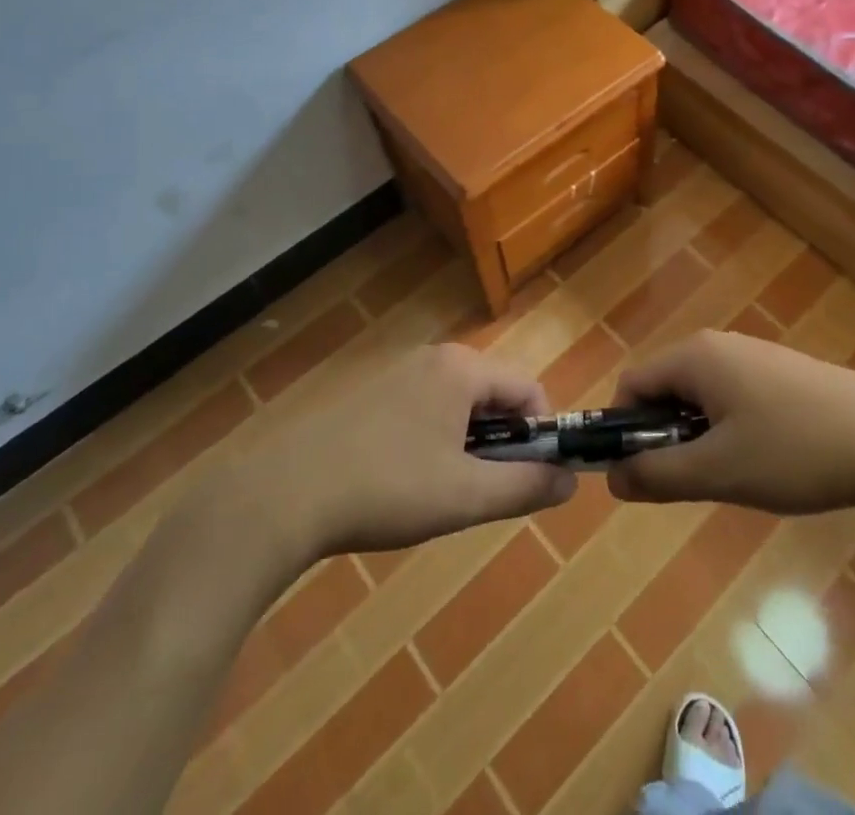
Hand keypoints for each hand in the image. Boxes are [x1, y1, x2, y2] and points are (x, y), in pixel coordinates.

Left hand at [244, 344, 575, 559]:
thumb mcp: (465, 496)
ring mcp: (400, 374)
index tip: (533, 479)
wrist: (284, 495)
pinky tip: (408, 483)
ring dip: (470, 446)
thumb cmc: (387, 489)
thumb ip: (525, 486)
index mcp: (463, 368)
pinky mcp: (373, 396)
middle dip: (504, 442)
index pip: (529, 389)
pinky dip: (437, 441)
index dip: (542, 435)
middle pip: (495, 394)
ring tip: (445, 493)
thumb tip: (570, 481)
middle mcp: (435, 358)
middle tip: (485, 492)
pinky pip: (427, 410)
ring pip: (460, 405)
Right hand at [607, 329, 854, 514]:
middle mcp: (719, 345)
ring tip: (734, 476)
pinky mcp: (781, 372)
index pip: (632, 385)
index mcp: (695, 357)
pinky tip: (766, 460)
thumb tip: (612, 479)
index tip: (640, 475)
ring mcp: (753, 355)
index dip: (623, 430)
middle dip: (664, 435)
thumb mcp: (718, 472)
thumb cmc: (793, 451)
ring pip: (701, 396)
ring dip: (699, 436)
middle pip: (665, 389)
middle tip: (693, 481)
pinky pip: (732, 396)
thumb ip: (657, 475)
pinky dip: (730, 428)